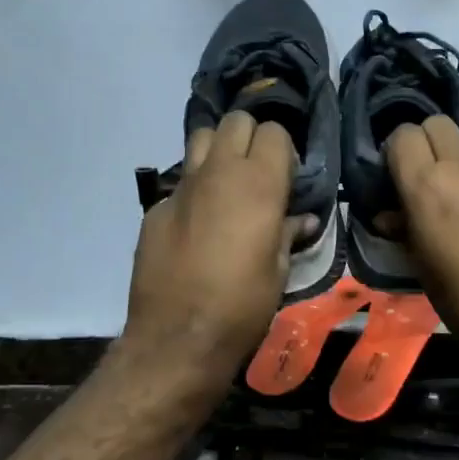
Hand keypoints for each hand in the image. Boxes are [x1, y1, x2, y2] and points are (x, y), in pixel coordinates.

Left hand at [123, 111, 308, 390]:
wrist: (177, 338)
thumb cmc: (242, 306)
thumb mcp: (278, 271)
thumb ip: (288, 233)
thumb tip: (302, 220)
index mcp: (258, 184)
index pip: (275, 133)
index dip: (284, 152)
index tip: (287, 180)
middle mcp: (219, 172)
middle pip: (236, 122)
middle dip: (251, 139)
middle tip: (258, 175)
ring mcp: (182, 187)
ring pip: (201, 137)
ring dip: (218, 151)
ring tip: (226, 185)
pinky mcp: (156, 207)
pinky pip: (180, 181)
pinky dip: (193, 190)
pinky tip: (197, 224)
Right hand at [383, 117, 458, 399]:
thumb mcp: (421, 267)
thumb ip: (404, 229)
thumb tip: (390, 216)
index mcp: (427, 187)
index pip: (403, 135)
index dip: (396, 152)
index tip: (395, 178)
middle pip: (439, 125)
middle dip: (426, 143)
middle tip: (424, 181)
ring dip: (458, 173)